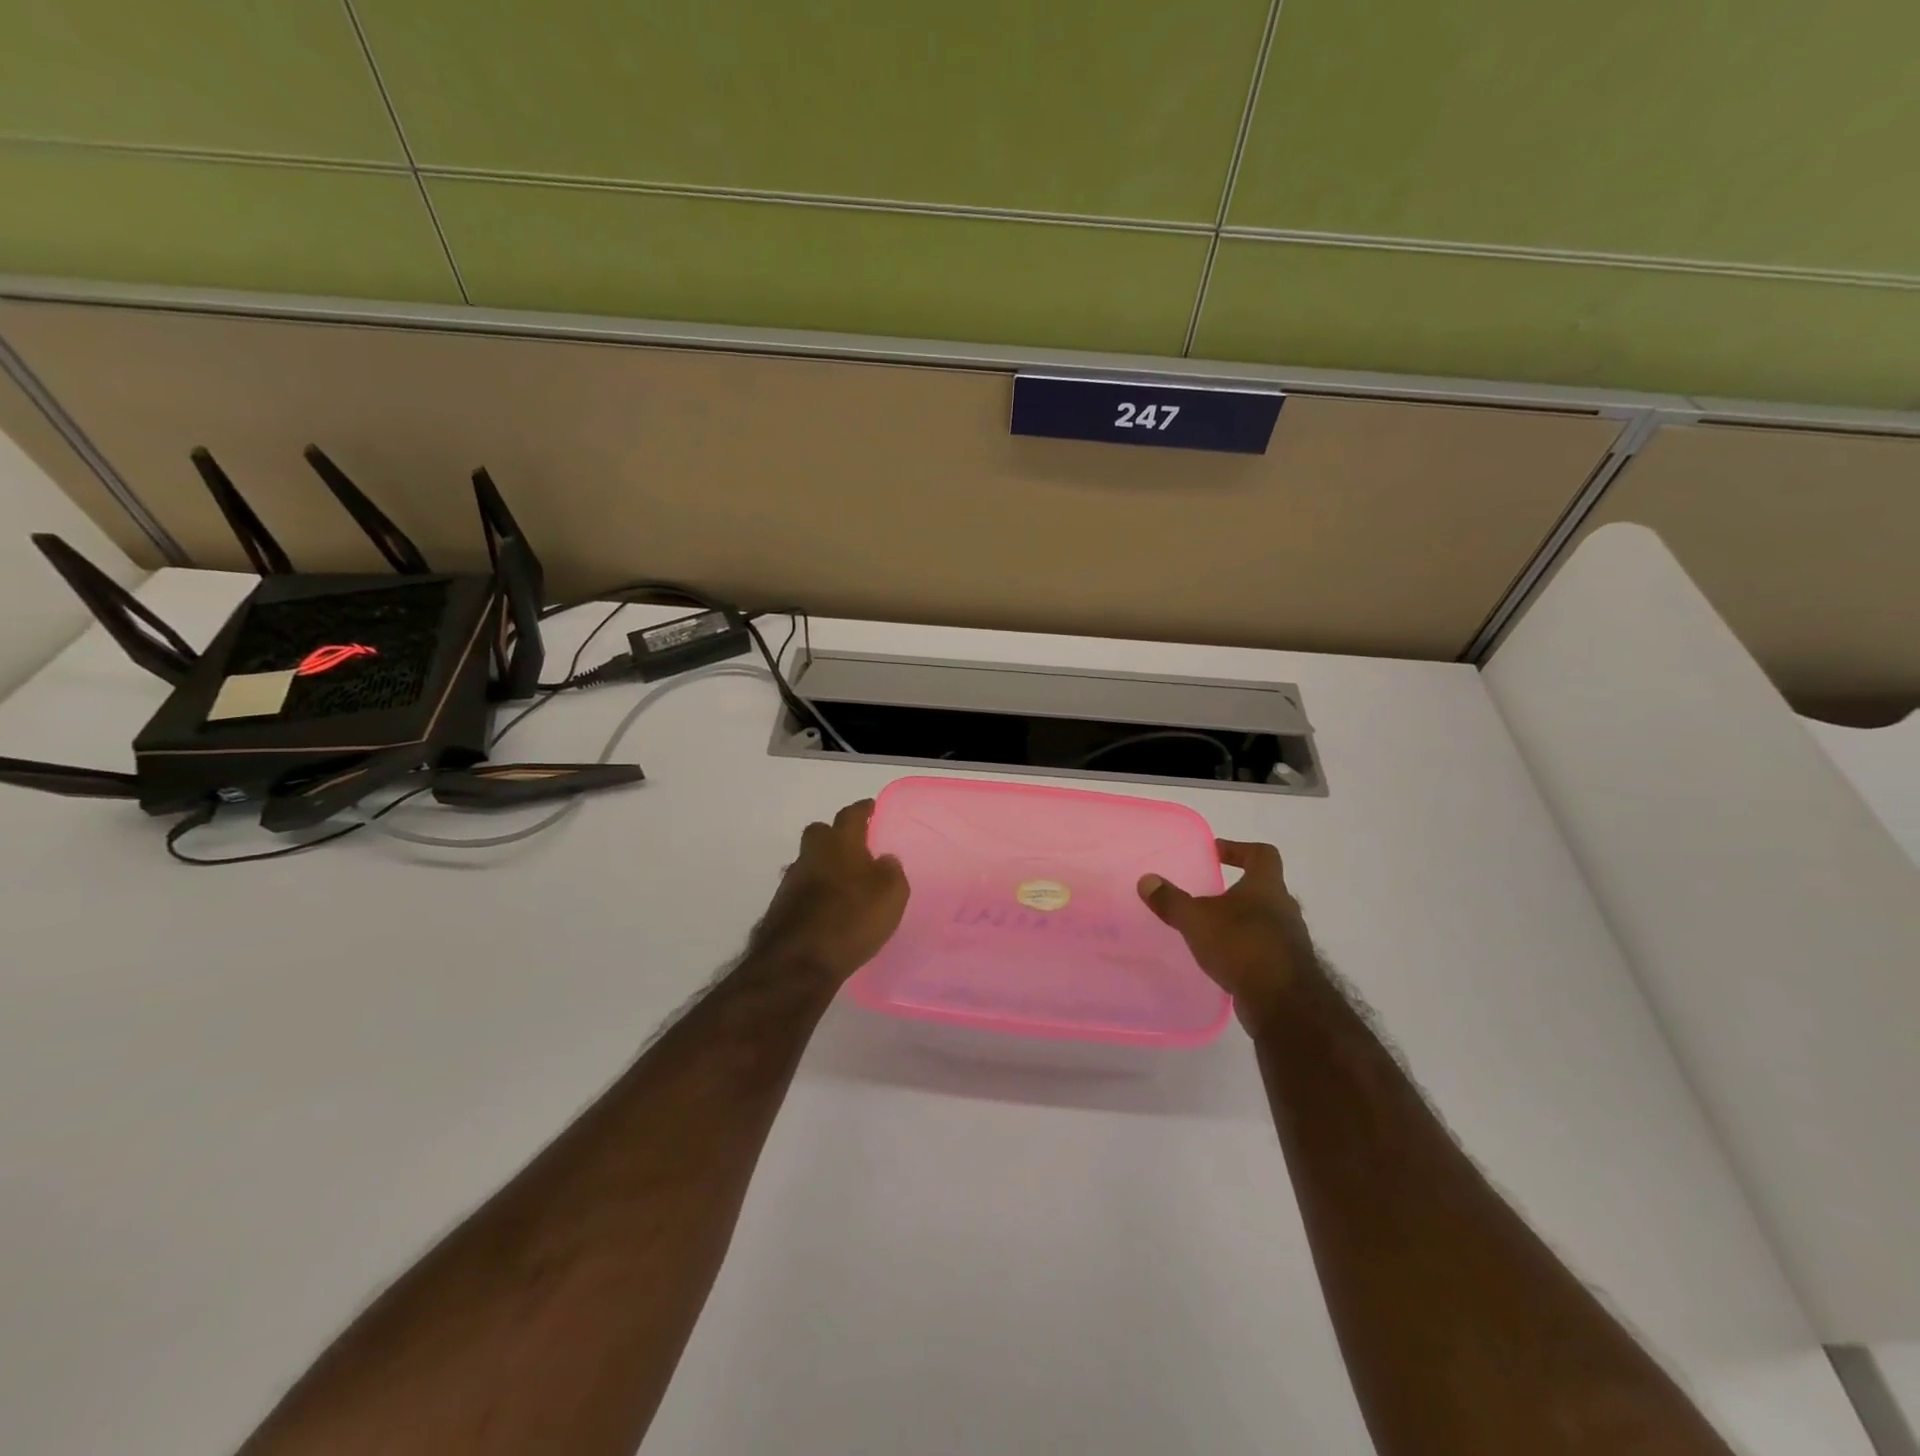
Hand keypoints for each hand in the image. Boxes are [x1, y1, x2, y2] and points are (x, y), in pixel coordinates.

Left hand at [747, 799, 909, 985]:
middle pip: (820, 833)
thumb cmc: (852, 918)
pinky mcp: (780, 908)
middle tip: (853, 848)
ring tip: (843, 885)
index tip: (870, 808)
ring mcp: (791, 882)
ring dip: (823, 867)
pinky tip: (827, 910)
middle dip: (835, 836)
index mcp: (840, 843)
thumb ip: (891, 871)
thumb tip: (884, 859)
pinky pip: (802, 891)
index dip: (862, 810)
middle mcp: (811, 855)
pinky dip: (814, 894)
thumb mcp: (891, 894)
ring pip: (809, 862)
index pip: (851, 815)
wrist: (799, 962)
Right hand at [1139, 840, 1316, 1030]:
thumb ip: (1170, 900)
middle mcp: (1284, 908)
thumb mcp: (1196, 919)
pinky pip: (1266, 949)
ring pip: (1266, 920)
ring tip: (1213, 930)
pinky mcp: (1289, 969)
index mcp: (1266, 886)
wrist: (1284, 1002)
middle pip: (1264, 888)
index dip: (1239, 849)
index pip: (1262, 854)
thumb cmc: (1241, 946)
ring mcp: (1291, 940)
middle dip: (1237, 890)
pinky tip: (1225, 960)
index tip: (1215, 854)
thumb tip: (1147, 880)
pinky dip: (1246, 949)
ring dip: (1242, 921)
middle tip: (1209, 895)